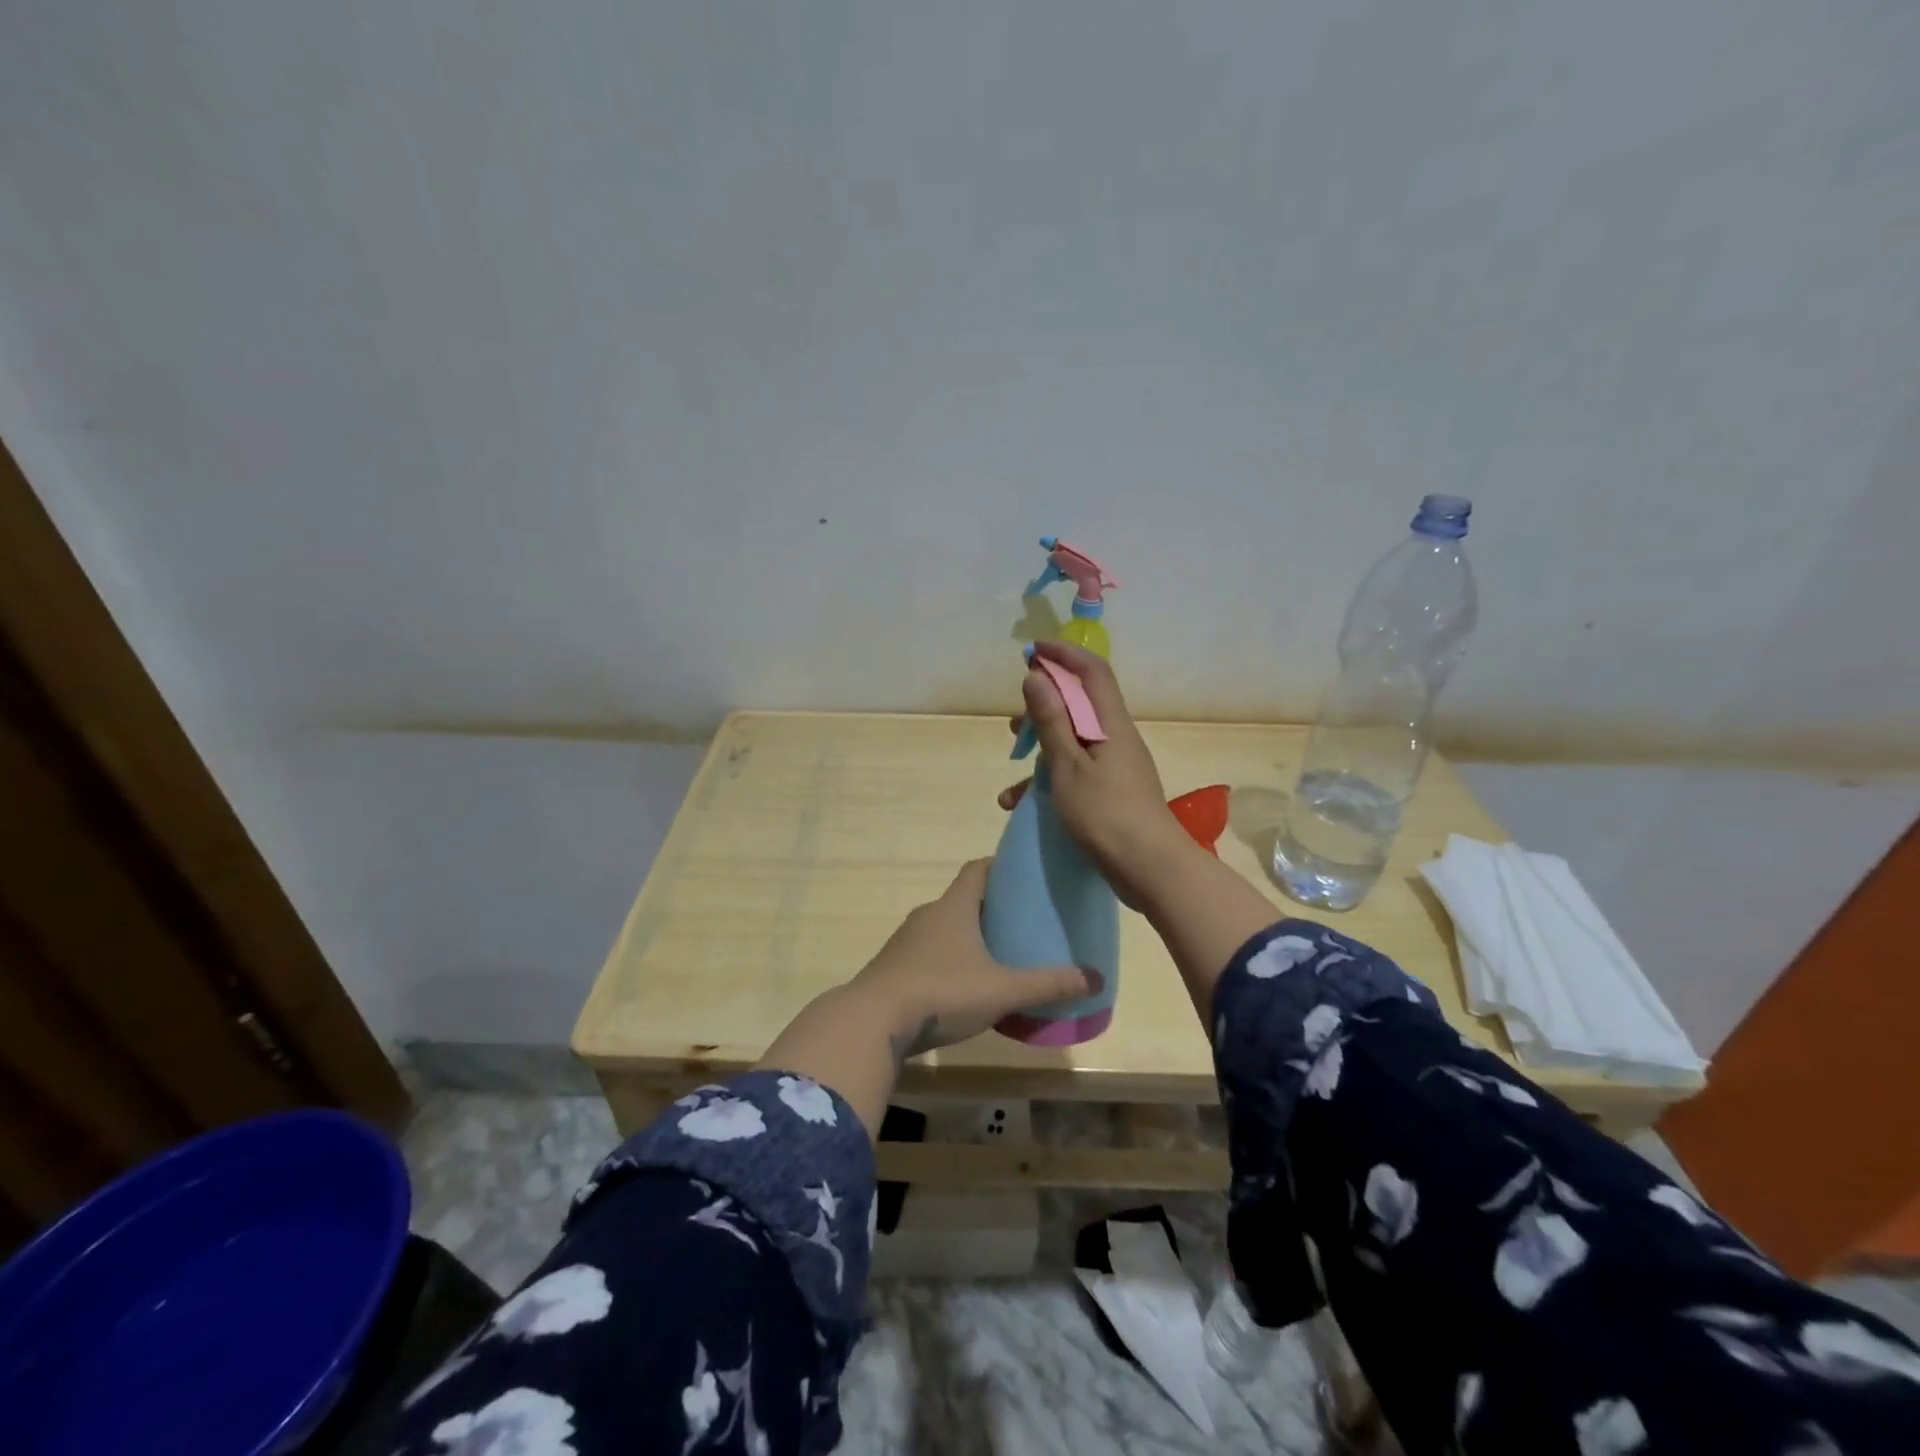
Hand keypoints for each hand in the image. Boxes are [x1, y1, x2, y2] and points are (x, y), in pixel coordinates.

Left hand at [848, 859, 1093, 1059]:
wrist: (872, 1022)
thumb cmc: (942, 992)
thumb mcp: (1002, 990)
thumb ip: (1047, 984)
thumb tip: (1095, 977)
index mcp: (953, 907)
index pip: (977, 869)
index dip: (1000, 867)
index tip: (1024, 877)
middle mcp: (928, 915)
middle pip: (963, 899)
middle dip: (991, 908)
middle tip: (1021, 923)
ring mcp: (906, 942)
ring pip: (944, 928)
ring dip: (968, 936)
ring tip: (997, 956)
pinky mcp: (894, 967)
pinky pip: (928, 953)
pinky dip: (948, 960)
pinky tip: (964, 986)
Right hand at [1000, 640, 1197, 904]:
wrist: (1149, 868)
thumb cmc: (1105, 813)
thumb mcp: (1068, 766)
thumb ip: (1051, 721)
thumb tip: (1037, 676)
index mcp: (1110, 723)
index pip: (1091, 671)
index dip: (1063, 654)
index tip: (1031, 652)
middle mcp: (1116, 737)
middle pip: (1080, 704)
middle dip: (1045, 705)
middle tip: (1016, 721)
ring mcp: (1116, 765)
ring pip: (1074, 740)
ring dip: (1042, 746)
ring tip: (1013, 761)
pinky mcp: (1112, 791)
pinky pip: (1077, 770)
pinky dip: (1050, 777)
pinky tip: (1021, 802)